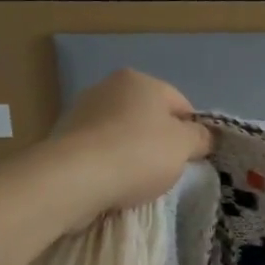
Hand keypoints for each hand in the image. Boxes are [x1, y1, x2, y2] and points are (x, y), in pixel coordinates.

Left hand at [37, 69, 211, 228]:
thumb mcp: (185, 145)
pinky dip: (109, 165)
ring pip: (123, 136)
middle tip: (165, 171)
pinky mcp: (63, 139)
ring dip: (133, 155)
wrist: (73, 179)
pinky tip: (112, 184)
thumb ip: (201, 137)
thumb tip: (202, 137)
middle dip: (160, 143)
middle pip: (149, 119)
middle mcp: (108, 87)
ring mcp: (81, 112)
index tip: (190, 158)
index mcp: (140, 80)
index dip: (191, 133)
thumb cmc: (138, 153)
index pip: (181, 106)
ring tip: (136, 182)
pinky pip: (100, 152)